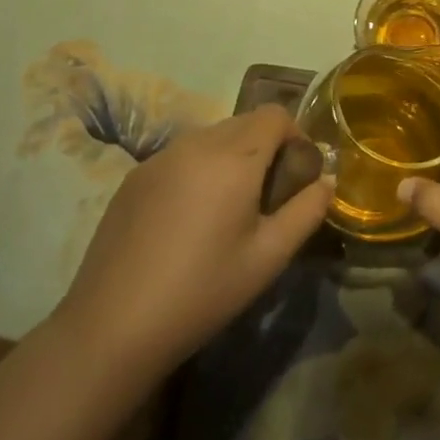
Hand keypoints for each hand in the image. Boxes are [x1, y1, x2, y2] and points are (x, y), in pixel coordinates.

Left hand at [54, 106, 332, 376]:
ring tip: (227, 209)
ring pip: (212, 136)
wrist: (113, 326)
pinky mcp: (135, 176)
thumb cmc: (202, 292)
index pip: (275, 114)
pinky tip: (187, 220)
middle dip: (265, 146)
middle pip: (245, 121)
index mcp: (234, 156)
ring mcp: (161, 156)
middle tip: (266, 196)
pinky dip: (198, 169)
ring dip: (231, 156)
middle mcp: (197, 142)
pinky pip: (181, 155)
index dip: (295, 136)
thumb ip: (307, 212)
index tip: (296, 176)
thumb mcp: (268, 258)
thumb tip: (326, 182)